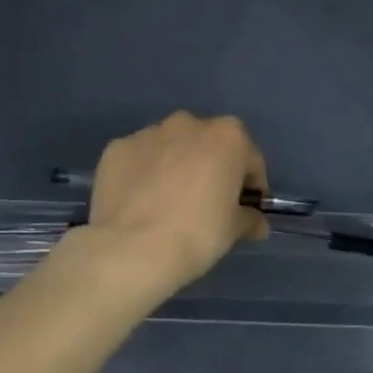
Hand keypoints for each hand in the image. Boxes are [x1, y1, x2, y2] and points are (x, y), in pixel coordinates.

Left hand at [84, 113, 268, 296]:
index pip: (250, 159)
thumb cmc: (197, 234)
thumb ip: (249, 218)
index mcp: (227, 136)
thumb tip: (256, 223)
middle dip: (211, 168)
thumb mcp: (233, 230)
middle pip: (208, 145)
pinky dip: (144, 174)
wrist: (132, 249)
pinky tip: (141, 203)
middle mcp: (188, 124)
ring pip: (171, 147)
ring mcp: (148, 133)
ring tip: (168, 203)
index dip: (251, 185)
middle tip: (207, 203)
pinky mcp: (116, 148)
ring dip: (175, 166)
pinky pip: (140, 159)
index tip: (246, 208)